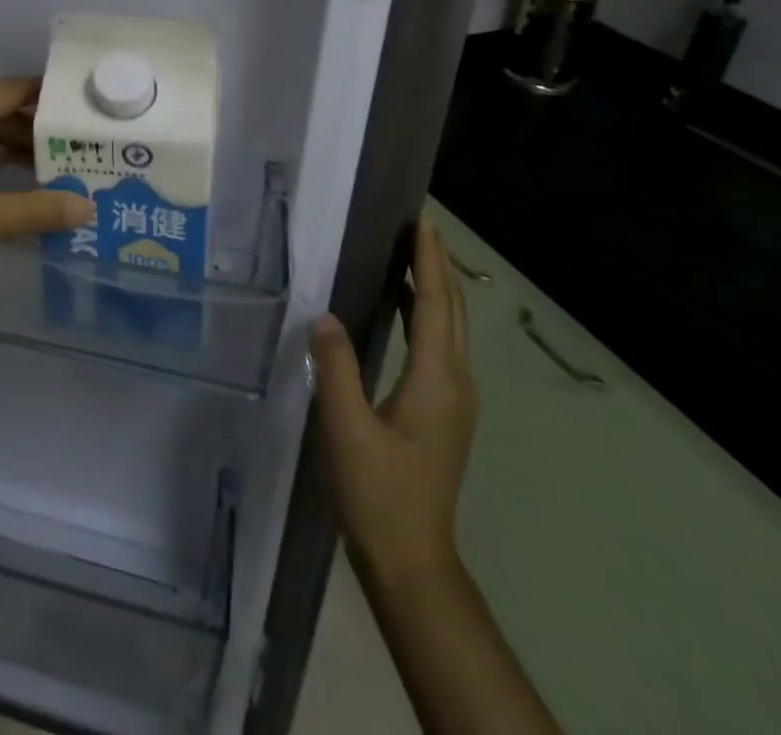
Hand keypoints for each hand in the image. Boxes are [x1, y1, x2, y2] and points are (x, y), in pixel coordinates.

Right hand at [312, 215, 477, 591]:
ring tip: (408, 256)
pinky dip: (425, 315)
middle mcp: (455, 383)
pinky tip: (401, 310)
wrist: (412, 561)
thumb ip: (336, 367)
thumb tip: (324, 315)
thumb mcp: (346, 427)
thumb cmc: (378, 493)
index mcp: (437, 380)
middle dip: (437, 265)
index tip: (422, 220)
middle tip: (417, 226)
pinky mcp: (443, 413)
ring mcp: (454, 401)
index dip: (429, 260)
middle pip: (453, 311)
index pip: (436, 304)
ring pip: (450, 328)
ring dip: (433, 288)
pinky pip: (440, 346)